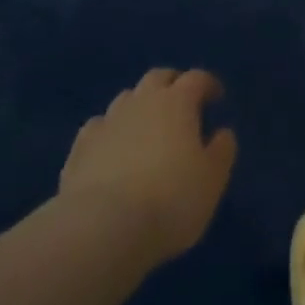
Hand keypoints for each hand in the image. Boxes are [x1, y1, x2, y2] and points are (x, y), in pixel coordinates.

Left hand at [58, 68, 237, 266]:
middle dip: (172, 84)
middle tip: (181, 102)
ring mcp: (109, 120)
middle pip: (158, 77)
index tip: (216, 96)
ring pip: (127, 98)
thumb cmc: (170, 200)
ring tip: (146, 127)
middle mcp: (142, 100)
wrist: (104, 227)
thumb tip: (222, 132)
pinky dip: (109, 131)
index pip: (196, 79)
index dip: (208, 84)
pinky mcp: (81, 146)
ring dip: (139, 105)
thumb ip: (222, 151)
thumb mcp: (212, 180)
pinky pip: (99, 127)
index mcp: (178, 102)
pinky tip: (110, 148)